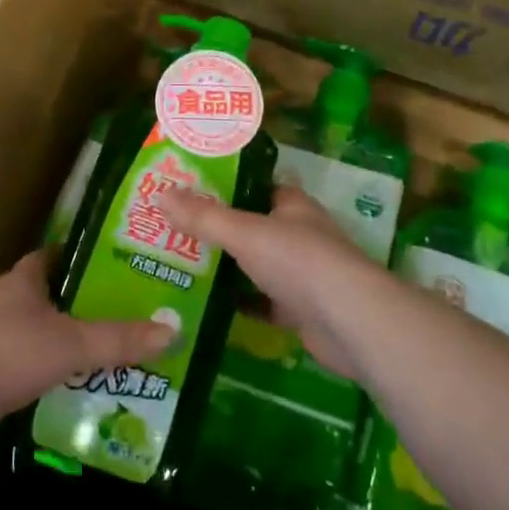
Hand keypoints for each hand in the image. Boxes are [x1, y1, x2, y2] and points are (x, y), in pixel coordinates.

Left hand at [0, 250, 176, 449]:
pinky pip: (23, 364)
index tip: (109, 264)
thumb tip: (171, 331)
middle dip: (76, 302)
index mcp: (20, 282)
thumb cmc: (9, 353)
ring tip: (100, 350)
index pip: (51, 257)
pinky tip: (70, 385)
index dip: (77, 258)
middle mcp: (2, 303)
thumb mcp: (71, 343)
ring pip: (33, 331)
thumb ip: (118, 339)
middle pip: (44, 295)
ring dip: (60, 339)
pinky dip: (44, 370)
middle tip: (117, 311)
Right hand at [163, 187, 379, 380]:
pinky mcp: (300, 311)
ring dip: (225, 269)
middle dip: (216, 231)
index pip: (254, 187)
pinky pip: (261, 303)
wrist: (349, 322)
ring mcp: (301, 274)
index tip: (185, 192)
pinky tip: (207, 306)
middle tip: (171, 232)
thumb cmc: (299, 261)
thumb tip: (160, 194)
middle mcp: (298, 234)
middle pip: (251, 228)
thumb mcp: (244, 233)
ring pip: (254, 266)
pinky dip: (239, 304)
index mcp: (291, 205)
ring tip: (179, 266)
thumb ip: (203, 216)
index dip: (222, 187)